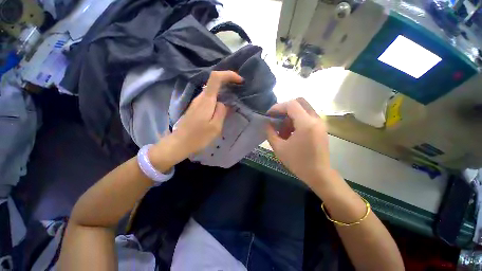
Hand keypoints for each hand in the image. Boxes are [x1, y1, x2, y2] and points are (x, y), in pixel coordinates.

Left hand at [150, 71, 243, 169]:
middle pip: (214, 83)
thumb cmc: (198, 137)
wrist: (180, 143)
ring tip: (232, 101)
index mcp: (206, 100)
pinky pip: (209, 99)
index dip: (228, 74)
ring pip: (212, 92)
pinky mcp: (195, 108)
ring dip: (223, 92)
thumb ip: (221, 112)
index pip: (215, 78)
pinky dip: (218, 99)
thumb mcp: (215, 127)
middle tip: (238, 91)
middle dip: (227, 83)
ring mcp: (196, 102)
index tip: (239, 80)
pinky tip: (222, 109)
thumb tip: (223, 103)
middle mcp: (200, 97)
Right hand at [266, 98, 335, 190]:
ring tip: (283, 130)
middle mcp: (316, 119)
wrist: (318, 174)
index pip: (291, 105)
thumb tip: (267, 123)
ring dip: (291, 115)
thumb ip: (270, 133)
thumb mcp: (279, 148)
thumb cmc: (298, 162)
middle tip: (276, 118)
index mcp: (306, 124)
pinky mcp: (321, 127)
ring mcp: (320, 123)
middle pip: (299, 102)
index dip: (277, 107)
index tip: (269, 115)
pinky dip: (297, 120)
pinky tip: (291, 133)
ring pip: (303, 109)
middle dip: (285, 108)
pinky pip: (307, 116)